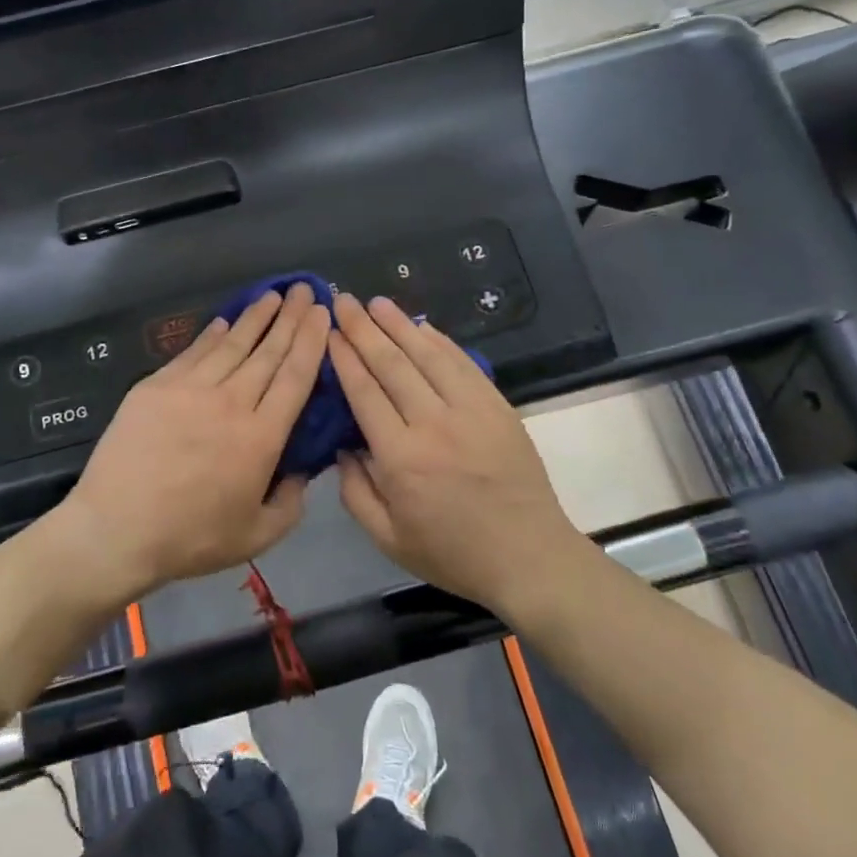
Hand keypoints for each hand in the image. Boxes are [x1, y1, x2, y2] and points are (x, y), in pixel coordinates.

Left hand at [65, 283, 331, 600]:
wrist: (115, 530)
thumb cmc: (190, 538)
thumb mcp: (257, 536)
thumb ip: (290, 503)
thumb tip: (302, 471)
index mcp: (261, 437)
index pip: (295, 377)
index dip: (311, 341)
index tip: (322, 314)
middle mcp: (231, 402)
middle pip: (268, 352)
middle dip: (291, 318)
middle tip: (304, 289)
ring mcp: (190, 390)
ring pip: (232, 345)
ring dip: (255, 317)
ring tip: (272, 295)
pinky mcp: (155, 387)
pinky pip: (192, 353)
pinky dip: (211, 335)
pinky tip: (224, 322)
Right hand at [329, 295, 584, 617]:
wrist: (528, 556)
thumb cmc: (452, 552)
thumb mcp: (388, 539)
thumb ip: (356, 492)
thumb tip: (343, 447)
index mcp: (401, 458)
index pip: (365, 392)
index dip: (344, 357)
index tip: (328, 332)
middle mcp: (434, 424)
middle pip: (392, 364)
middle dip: (363, 329)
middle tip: (343, 301)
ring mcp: (471, 410)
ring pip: (429, 355)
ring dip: (400, 325)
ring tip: (376, 302)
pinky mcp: (498, 407)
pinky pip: (464, 364)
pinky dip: (441, 341)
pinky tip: (423, 326)